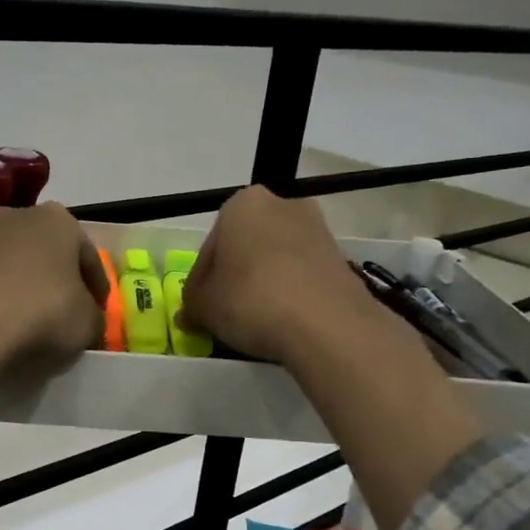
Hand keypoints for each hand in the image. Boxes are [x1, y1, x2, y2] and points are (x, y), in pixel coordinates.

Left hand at [0, 201, 107, 363]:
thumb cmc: (44, 311)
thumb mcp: (88, 323)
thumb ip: (94, 318)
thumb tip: (86, 320)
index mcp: (61, 220)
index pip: (89, 256)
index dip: (98, 287)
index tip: (99, 312)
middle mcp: (20, 216)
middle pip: (49, 254)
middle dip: (59, 280)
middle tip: (68, 313)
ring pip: (17, 266)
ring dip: (27, 289)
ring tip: (35, 324)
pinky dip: (1, 300)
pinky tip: (6, 326)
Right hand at [178, 186, 374, 364]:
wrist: (327, 325)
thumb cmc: (251, 301)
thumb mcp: (204, 306)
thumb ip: (192, 304)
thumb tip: (189, 313)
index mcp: (242, 204)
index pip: (210, 246)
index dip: (200, 281)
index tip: (199, 308)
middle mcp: (282, 204)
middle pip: (246, 246)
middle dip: (235, 276)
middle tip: (224, 312)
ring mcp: (317, 229)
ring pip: (276, 258)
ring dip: (263, 283)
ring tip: (254, 320)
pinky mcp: (340, 258)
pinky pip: (302, 273)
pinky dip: (290, 292)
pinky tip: (283, 320)